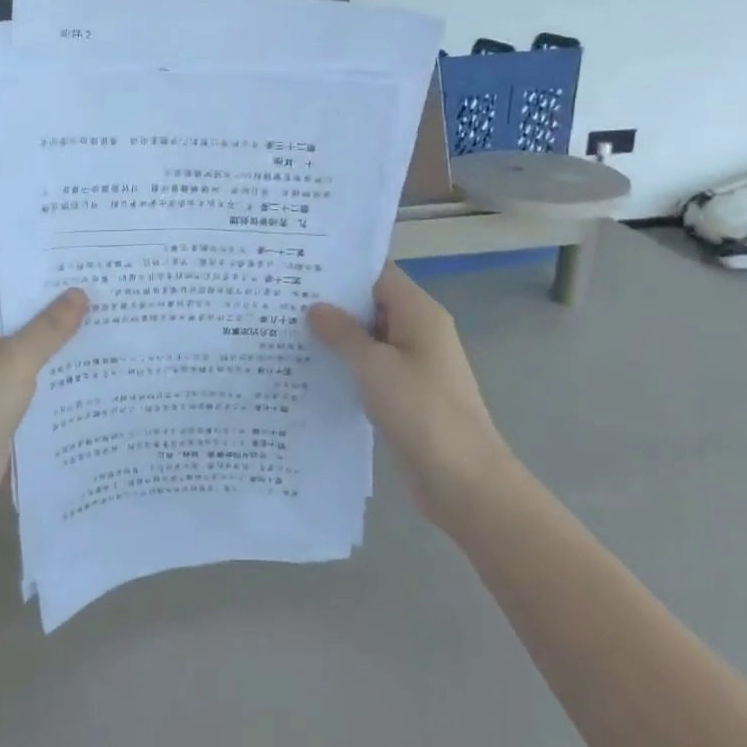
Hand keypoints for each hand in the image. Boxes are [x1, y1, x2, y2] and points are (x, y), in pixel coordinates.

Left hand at [0, 291, 88, 532]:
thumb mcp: (16, 360)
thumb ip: (49, 327)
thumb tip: (80, 292)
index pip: (9, 291)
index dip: (43, 280)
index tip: (82, 268)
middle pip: (23, 322)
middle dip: (59, 313)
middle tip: (106, 293)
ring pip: (32, 354)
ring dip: (61, 346)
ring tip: (108, 324)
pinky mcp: (2, 408)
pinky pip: (35, 383)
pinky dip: (57, 376)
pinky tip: (93, 368)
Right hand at [309, 264, 516, 533]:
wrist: (463, 480)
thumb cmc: (421, 411)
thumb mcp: (375, 366)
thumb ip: (343, 333)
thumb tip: (316, 308)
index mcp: (420, 314)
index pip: (378, 274)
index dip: (342, 268)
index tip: (302, 266)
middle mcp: (419, 332)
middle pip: (372, 304)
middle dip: (332, 302)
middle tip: (283, 297)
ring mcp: (413, 365)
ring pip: (369, 338)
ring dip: (336, 337)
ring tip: (286, 329)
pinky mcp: (405, 394)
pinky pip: (371, 368)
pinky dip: (346, 365)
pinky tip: (310, 369)